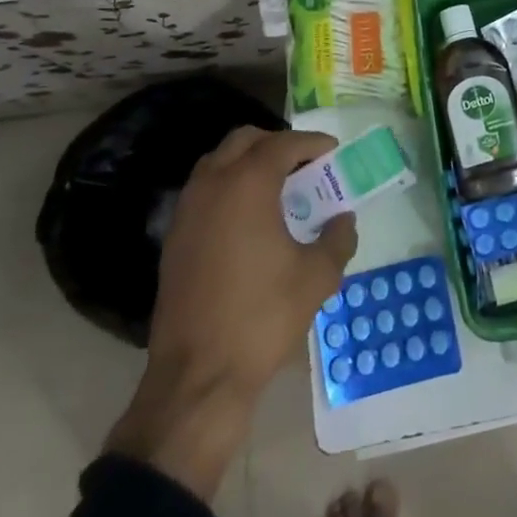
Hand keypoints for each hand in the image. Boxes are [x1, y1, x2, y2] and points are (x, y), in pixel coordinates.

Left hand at [106, 126, 356, 498]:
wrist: (199, 375)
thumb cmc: (263, 316)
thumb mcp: (318, 275)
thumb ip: (338, 237)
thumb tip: (342, 219)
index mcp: (247, 185)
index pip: (283, 144)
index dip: (312, 143)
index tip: (333, 152)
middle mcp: (212, 186)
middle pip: (244, 141)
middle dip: (277, 144)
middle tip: (305, 165)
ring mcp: (186, 211)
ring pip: (218, 163)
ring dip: (250, 163)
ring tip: (280, 188)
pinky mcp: (174, 238)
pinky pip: (205, 191)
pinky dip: (230, 187)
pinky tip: (252, 219)